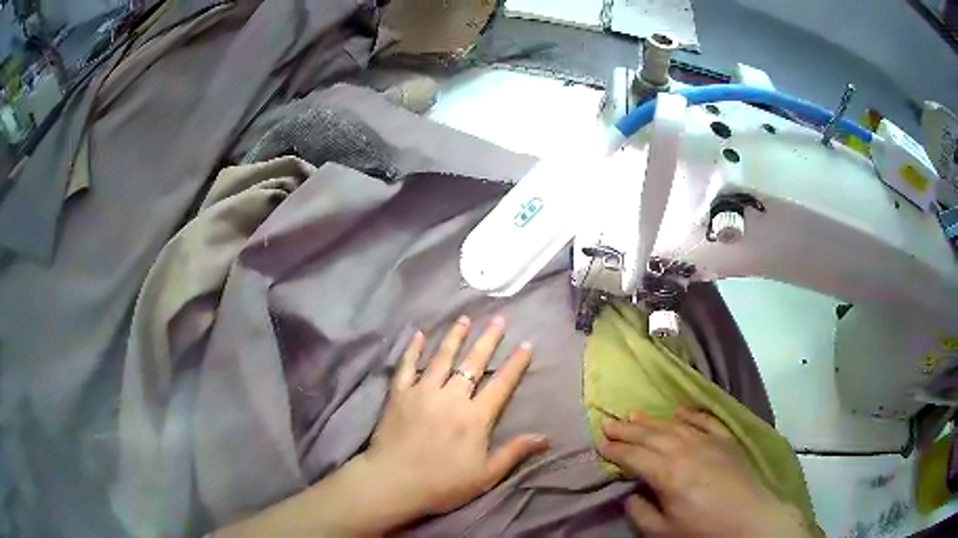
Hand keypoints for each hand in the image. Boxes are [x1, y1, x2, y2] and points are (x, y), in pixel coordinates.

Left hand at [356, 315, 549, 524]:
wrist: (393, 482)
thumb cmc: (442, 483)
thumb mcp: (486, 475)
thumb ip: (514, 452)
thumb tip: (546, 437)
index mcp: (475, 417)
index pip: (501, 384)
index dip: (515, 364)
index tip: (526, 344)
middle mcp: (451, 397)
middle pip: (473, 363)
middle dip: (487, 340)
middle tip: (498, 319)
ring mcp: (422, 392)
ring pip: (442, 358)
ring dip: (455, 337)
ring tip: (464, 318)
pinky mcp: (399, 394)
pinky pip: (407, 366)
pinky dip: (413, 350)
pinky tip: (418, 335)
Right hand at [598, 409, 810, 537]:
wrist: (752, 519)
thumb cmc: (704, 530)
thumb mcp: (664, 531)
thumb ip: (641, 512)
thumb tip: (631, 495)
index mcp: (668, 472)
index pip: (634, 456)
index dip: (615, 450)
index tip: (599, 442)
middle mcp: (686, 449)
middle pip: (651, 435)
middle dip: (627, 430)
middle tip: (608, 422)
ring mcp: (709, 441)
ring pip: (674, 425)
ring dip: (652, 420)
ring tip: (634, 414)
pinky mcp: (726, 440)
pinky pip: (705, 420)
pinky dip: (691, 413)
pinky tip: (679, 410)